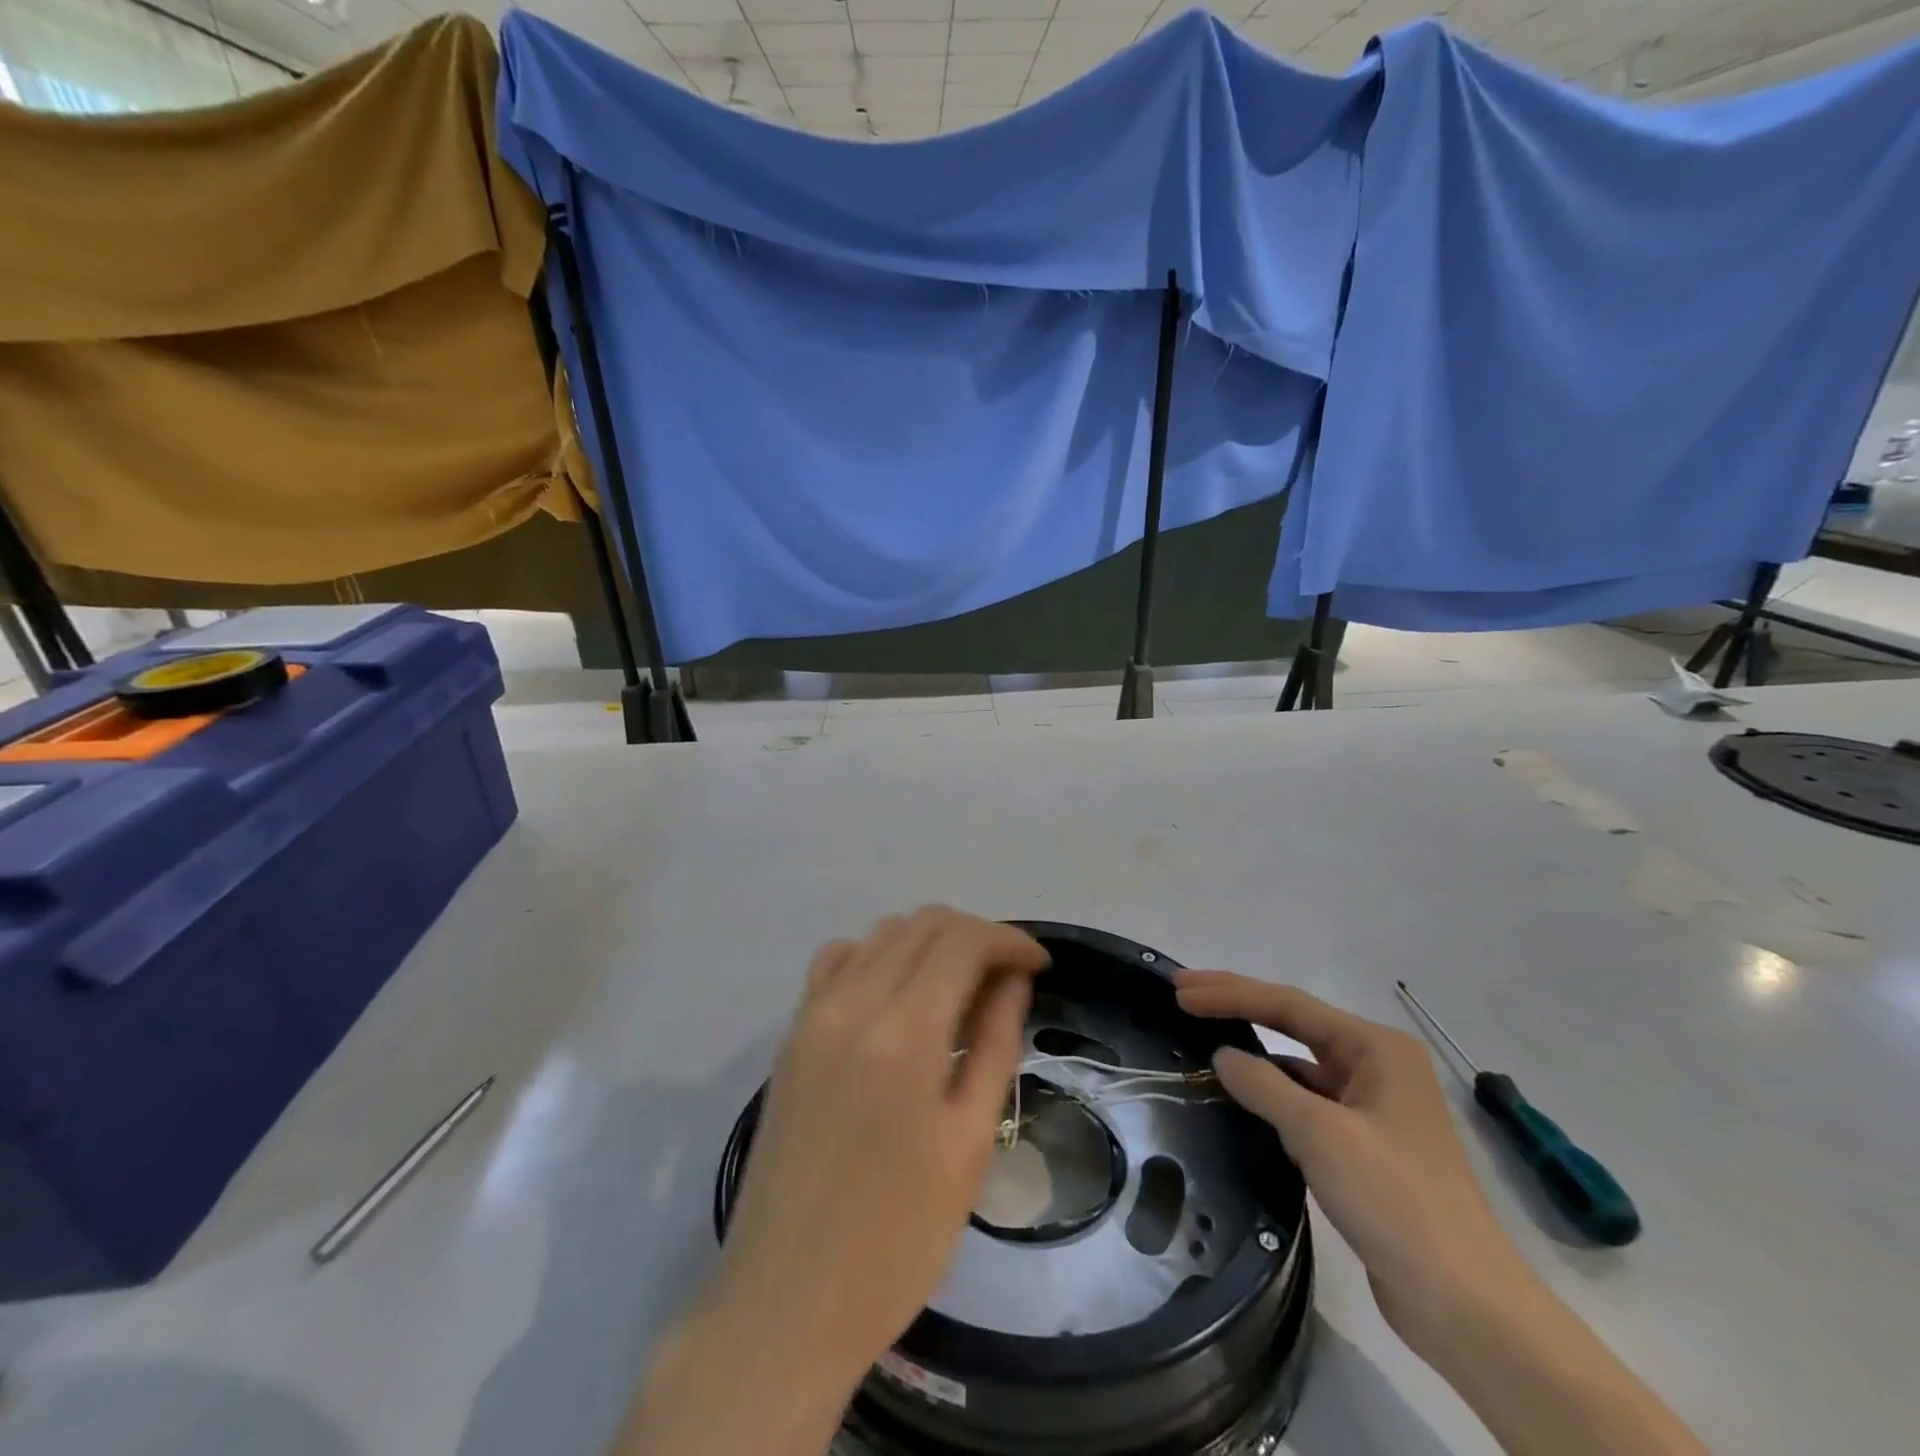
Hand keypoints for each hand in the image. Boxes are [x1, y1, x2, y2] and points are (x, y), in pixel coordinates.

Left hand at [715, 907, 1049, 1377]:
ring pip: (880, 934)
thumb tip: (1012, 980)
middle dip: (975, 935)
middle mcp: (851, 1003)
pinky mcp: (791, 1034)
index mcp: (902, 1033)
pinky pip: (837, 960)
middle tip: (1007, 977)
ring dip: (929, 942)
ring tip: (961, 985)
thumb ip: (995, 1045)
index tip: (1040, 964)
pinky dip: (878, 955)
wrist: (786, 1300)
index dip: (1009, 940)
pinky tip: (897, 994)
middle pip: (921, 924)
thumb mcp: (969, 1143)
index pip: (962, 941)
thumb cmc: (897, 1238)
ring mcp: (812, 1014)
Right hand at [1174, 971, 1535, 1354]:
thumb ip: (1264, 1085)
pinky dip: (1272, 1093)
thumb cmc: (1395, 1200)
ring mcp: (1373, 1106)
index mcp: (1376, 1048)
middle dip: (1238, 1006)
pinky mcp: (1366, 1145)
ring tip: (1203, 1042)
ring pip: (1300, 1064)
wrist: (1464, 1304)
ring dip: (1254, 1051)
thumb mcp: (1320, 1134)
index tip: (1180, 990)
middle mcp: (1377, 1066)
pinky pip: (1307, 1101)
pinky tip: (1242, 1098)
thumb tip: (1222, 1056)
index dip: (1231, 992)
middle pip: (1294, 1023)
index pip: (1288, 1004)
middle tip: (1183, 995)